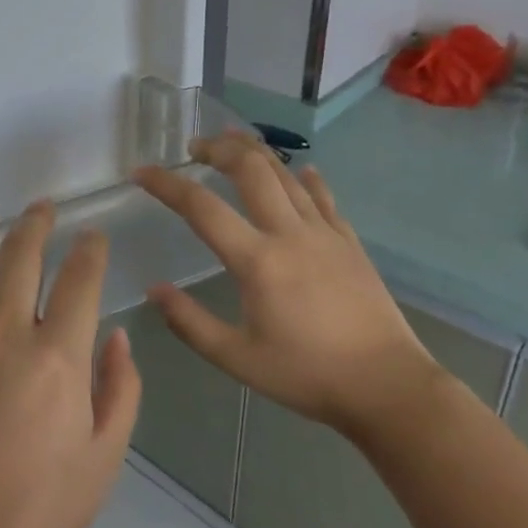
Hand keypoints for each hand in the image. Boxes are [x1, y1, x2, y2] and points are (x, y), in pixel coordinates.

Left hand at [0, 198, 141, 527]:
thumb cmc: (43, 512)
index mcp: (57, 355)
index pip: (80, 279)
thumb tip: (118, 336)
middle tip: (43, 207)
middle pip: (20, 257)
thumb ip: (120, 388)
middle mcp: (4, 333)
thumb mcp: (105, 455)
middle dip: (36, 224)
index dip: (91, 250)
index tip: (94, 237)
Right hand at [133, 133, 435, 436]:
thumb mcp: (237, 359)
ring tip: (232, 141)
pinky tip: (301, 170)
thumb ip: (190, 323)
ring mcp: (324, 233)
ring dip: (255, 152)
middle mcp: (289, 233)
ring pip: (286, 174)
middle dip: (218, 149)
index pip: (201, 208)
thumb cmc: (307, 375)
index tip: (141, 173)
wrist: (387, 386)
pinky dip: (305, 179)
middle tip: (194, 147)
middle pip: (250, 170)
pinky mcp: (349, 241)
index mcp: (257, 261)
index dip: (166, 184)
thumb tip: (154, 290)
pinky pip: (322, 197)